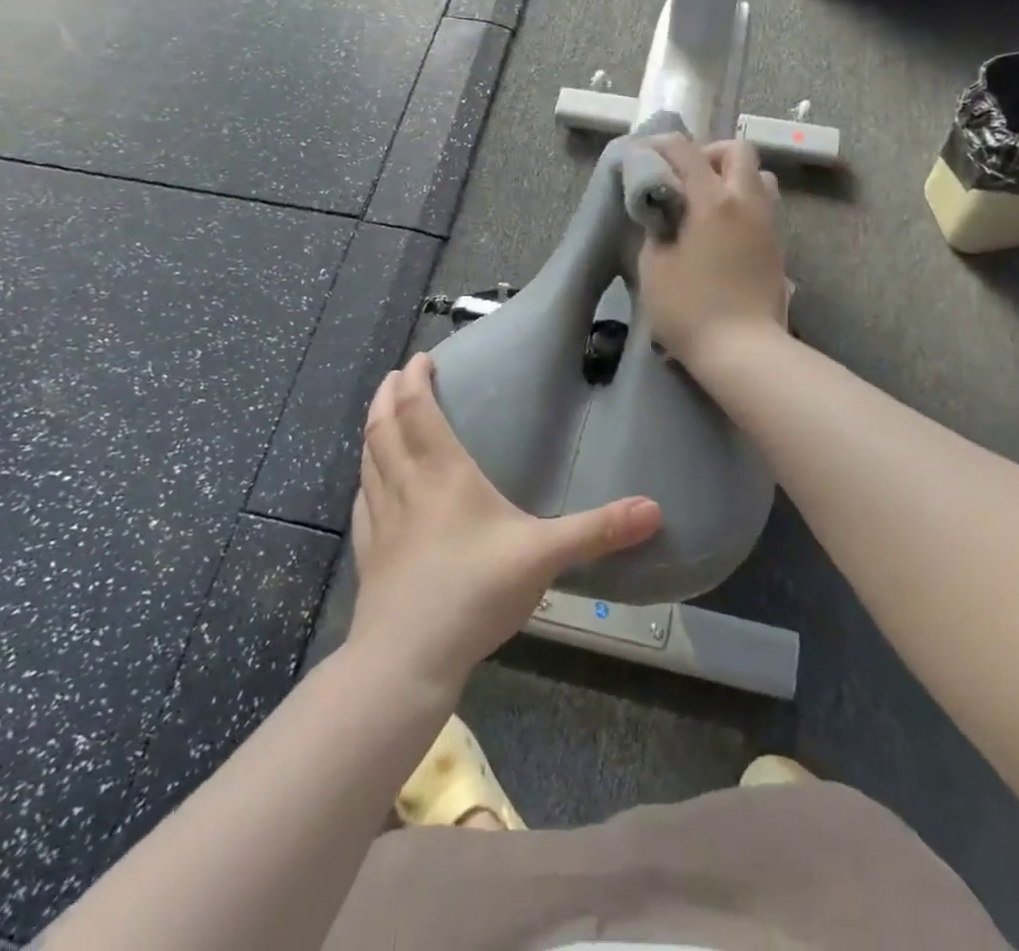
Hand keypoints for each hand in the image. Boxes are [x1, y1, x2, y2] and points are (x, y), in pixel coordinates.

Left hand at [347, 354, 662, 693]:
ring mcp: (381, 521)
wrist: (406, 660)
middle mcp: (406, 486)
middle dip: (388, 395)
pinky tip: (371, 486)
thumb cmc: (474, 592)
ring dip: (374, 429)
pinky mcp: (369, 553)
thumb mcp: (543, 557)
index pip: (418, 410)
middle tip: (398, 375)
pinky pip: (364, 501)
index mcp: (442, 474)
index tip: (421, 358)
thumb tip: (654, 509)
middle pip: (384, 426)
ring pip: (369, 459)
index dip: (415, 379)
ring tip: (383, 416)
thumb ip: (597, 530)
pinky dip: (367, 478)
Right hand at [638, 136, 788, 365]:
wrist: (743, 350)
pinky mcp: (777, 246)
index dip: (661, 146)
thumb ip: (656, 228)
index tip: (643, 154)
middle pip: (738, 150)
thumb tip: (663, 213)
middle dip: (708, 154)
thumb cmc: (689, 309)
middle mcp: (746, 202)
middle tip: (684, 179)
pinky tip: (720, 231)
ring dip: (732, 177)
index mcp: (713, 201)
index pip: (686, 152)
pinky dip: (741, 203)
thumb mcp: (654, 267)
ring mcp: (767, 223)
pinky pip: (762, 206)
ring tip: (706, 203)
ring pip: (759, 176)